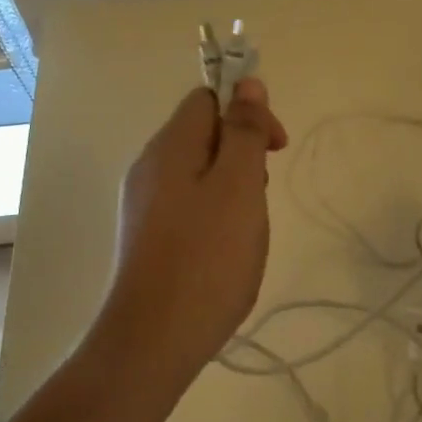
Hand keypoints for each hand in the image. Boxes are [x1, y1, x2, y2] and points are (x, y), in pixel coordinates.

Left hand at [93, 79, 288, 392]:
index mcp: (169, 148)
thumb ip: (244, 132)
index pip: (207, 99)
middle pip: (204, 136)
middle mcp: (149, 168)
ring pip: (200, 174)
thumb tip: (247, 82)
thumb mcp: (239, 186)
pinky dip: (217, 216)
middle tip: (261, 197)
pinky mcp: (149, 238)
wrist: (154, 339)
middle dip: (244, 155)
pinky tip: (227, 250)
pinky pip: (190, 206)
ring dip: (234, 189)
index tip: (276, 149)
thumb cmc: (207, 258)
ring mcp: (145, 205)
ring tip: (248, 230)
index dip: (247, 111)